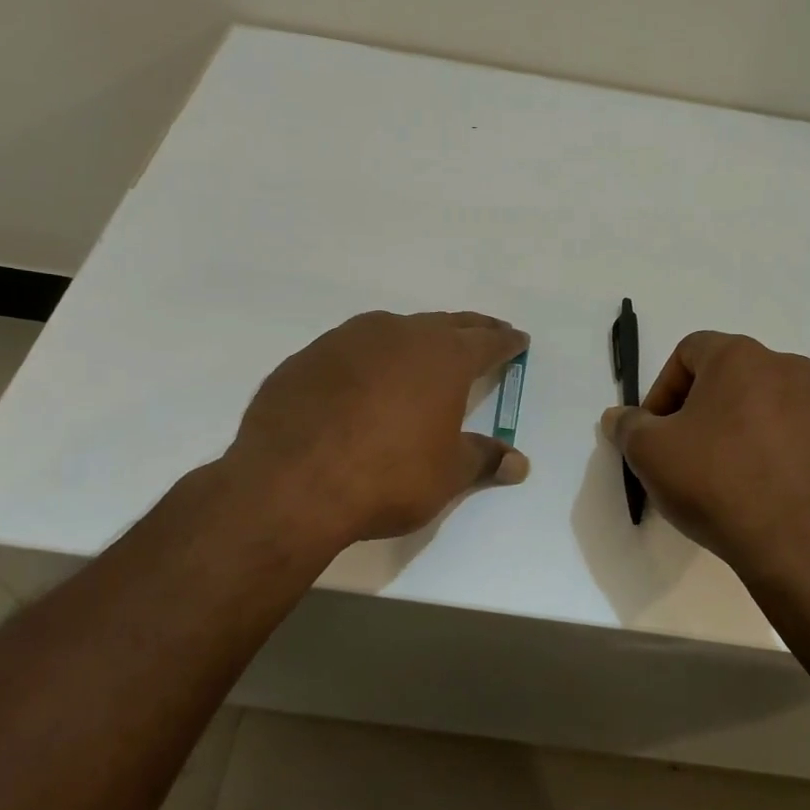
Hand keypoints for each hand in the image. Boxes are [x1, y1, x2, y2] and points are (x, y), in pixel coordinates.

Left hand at [221, 311, 529, 551]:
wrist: (290, 484)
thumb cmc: (387, 478)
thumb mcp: (447, 475)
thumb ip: (484, 459)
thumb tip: (519, 463)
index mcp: (442, 357)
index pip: (486, 342)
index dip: (506, 343)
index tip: (518, 341)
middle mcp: (398, 335)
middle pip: (444, 324)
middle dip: (469, 330)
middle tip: (486, 334)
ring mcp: (347, 341)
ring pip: (394, 330)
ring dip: (416, 339)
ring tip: (425, 353)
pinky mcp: (307, 358)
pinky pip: (351, 350)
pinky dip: (369, 359)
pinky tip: (364, 382)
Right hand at [600, 331, 809, 579]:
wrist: (796, 540)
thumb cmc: (715, 480)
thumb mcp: (650, 452)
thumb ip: (628, 426)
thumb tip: (617, 417)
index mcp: (741, 356)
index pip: (688, 352)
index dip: (661, 389)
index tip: (652, 432)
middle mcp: (784, 367)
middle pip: (723, 377)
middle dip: (692, 410)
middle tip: (675, 452)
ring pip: (754, 405)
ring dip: (725, 430)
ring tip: (709, 475)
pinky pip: (780, 433)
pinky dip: (757, 449)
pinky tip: (743, 488)